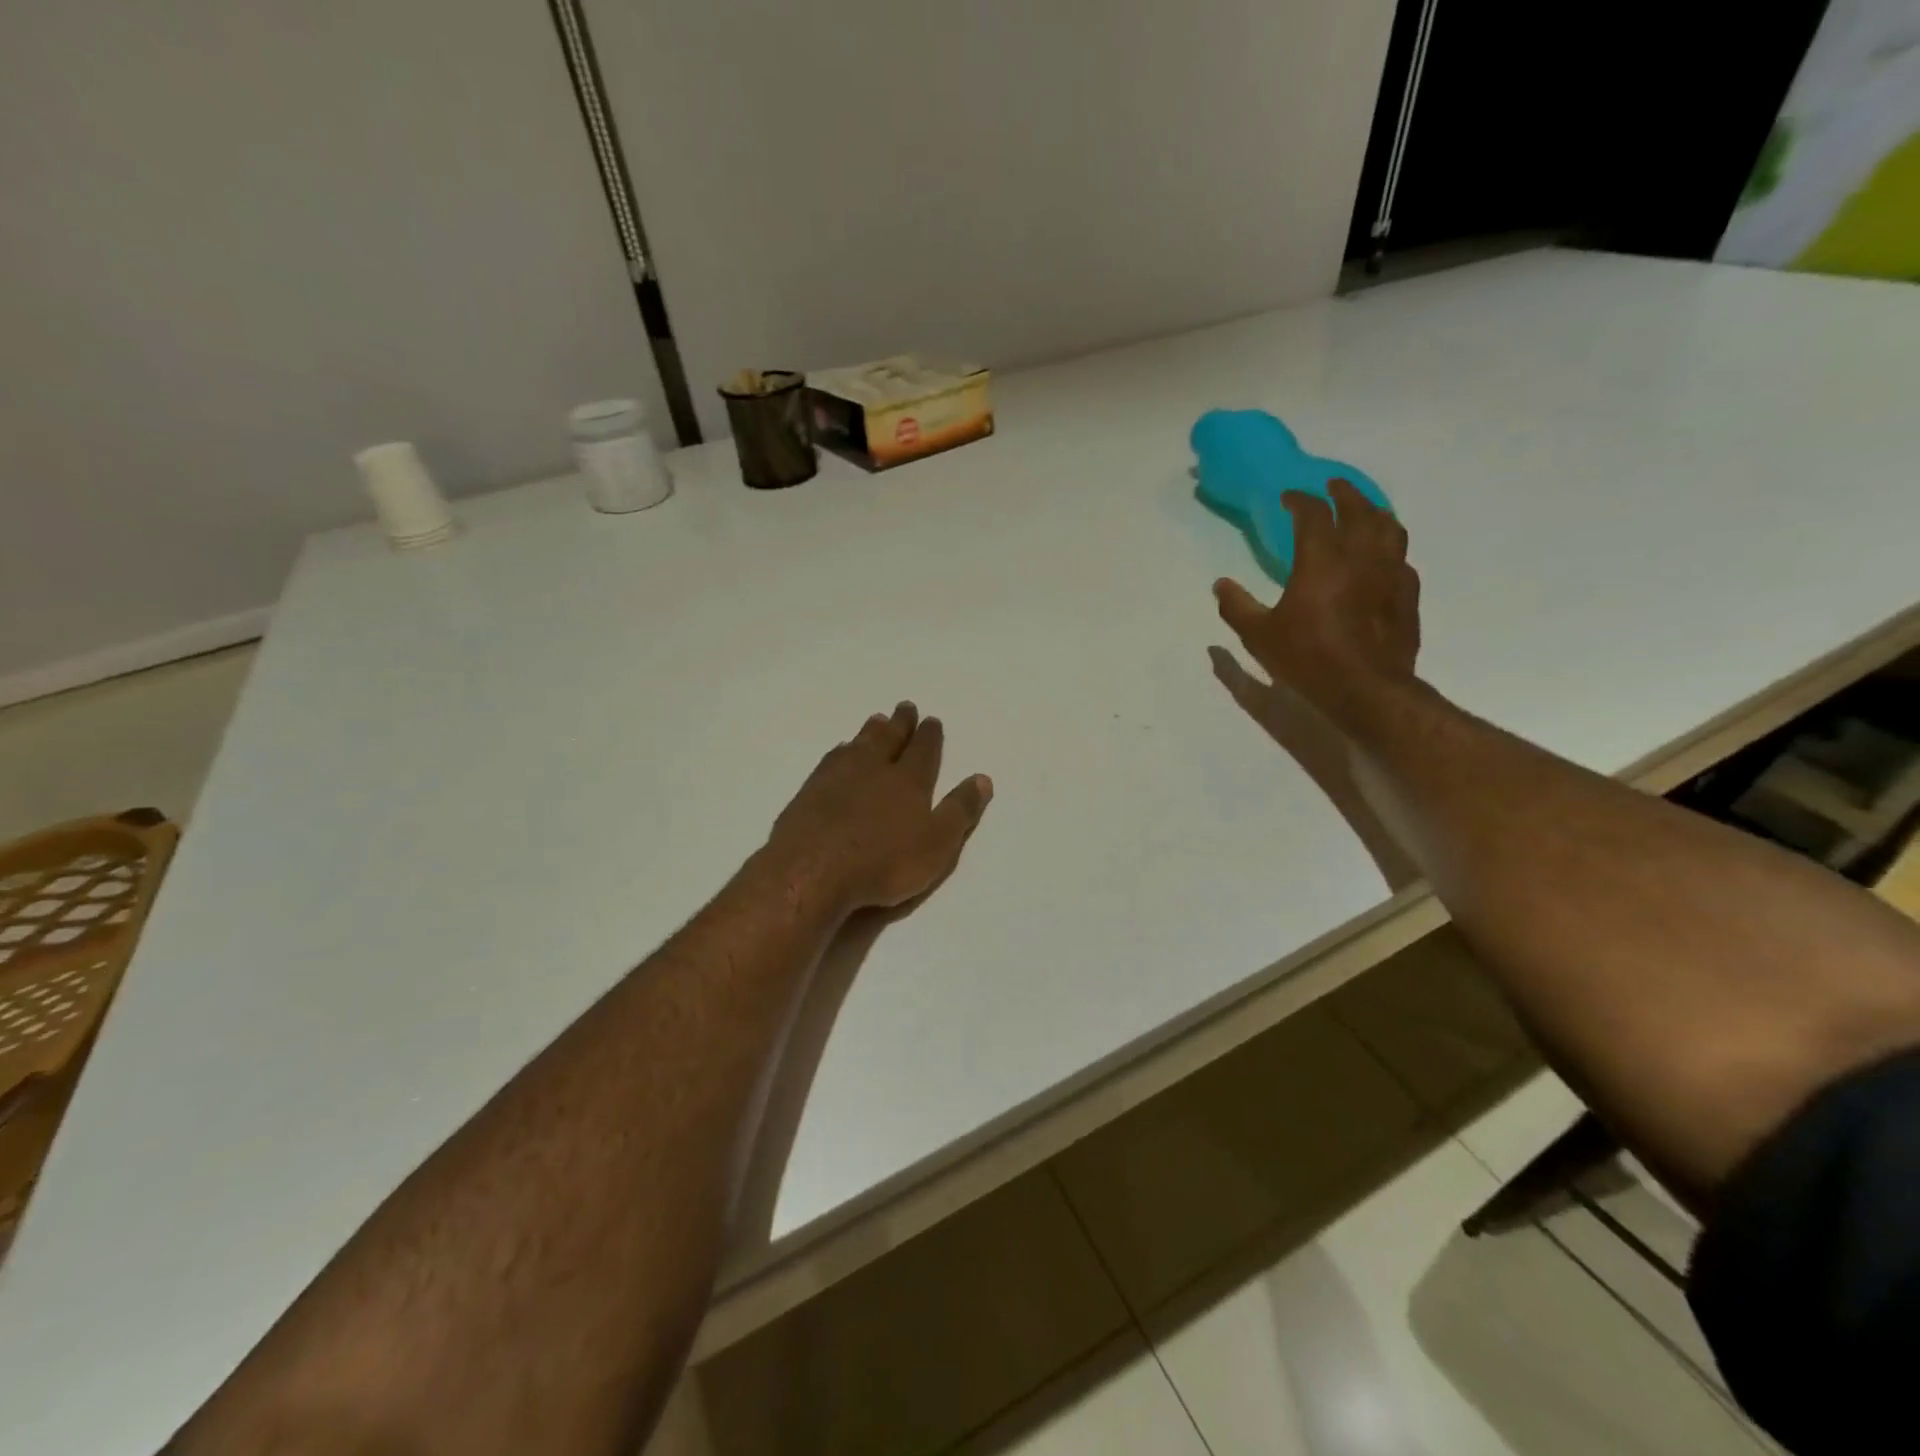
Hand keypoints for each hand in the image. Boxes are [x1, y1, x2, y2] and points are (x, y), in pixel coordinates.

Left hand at [767, 703, 993, 913]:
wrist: (813, 869)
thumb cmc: (883, 862)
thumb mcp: (937, 845)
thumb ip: (959, 811)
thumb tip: (983, 779)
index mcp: (909, 781)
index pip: (923, 751)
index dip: (929, 735)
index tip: (931, 720)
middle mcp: (875, 769)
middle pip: (890, 738)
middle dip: (900, 723)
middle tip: (905, 707)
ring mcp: (838, 776)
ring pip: (860, 744)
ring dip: (871, 731)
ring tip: (877, 719)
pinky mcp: (810, 790)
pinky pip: (832, 759)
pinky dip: (841, 750)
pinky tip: (840, 751)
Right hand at [1212, 479, 1420, 732]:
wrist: (1366, 690)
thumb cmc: (1307, 658)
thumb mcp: (1259, 636)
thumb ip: (1237, 606)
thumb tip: (1220, 584)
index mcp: (1321, 559)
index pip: (1314, 513)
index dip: (1300, 500)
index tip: (1288, 497)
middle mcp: (1360, 556)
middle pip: (1358, 509)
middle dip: (1343, 493)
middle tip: (1332, 487)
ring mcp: (1390, 573)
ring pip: (1388, 527)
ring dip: (1374, 511)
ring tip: (1364, 510)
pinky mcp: (1407, 595)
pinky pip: (1401, 557)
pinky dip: (1389, 547)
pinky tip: (1382, 557)